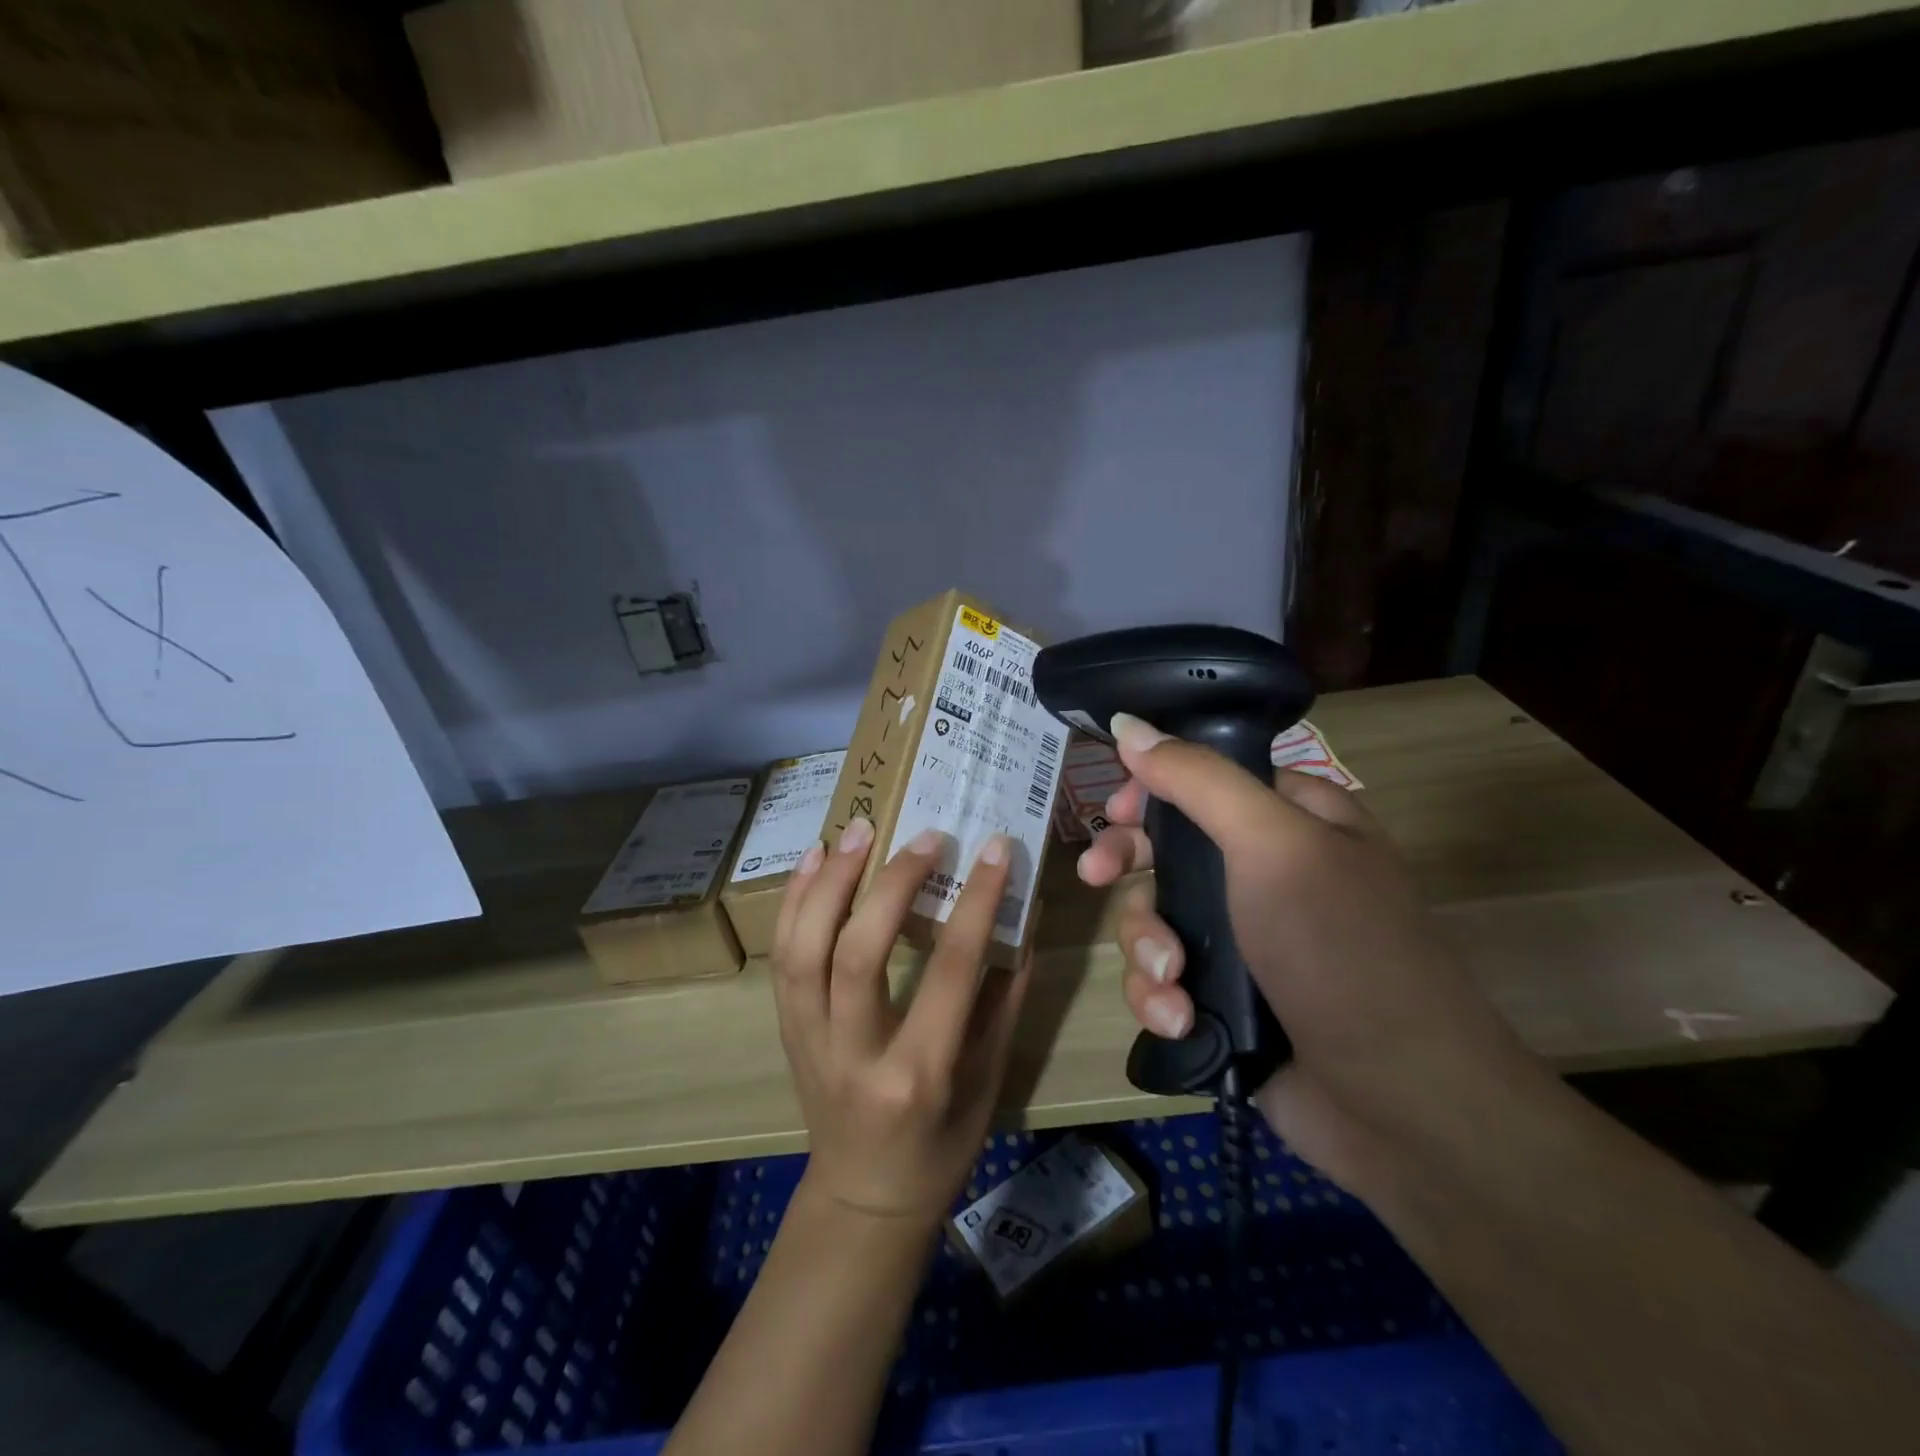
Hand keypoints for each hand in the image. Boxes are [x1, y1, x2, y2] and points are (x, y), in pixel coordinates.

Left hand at [771, 817, 1030, 1226]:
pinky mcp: (786, 1029)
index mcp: (919, 1074)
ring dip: (828, 881)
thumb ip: (1004, 998)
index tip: (995, 850)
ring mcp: (809, 1040)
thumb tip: (1021, 918)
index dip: (976, 903)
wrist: (864, 1197)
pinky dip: (794, 901)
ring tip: (858, 830)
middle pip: (859, 953)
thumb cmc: (941, 1146)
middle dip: (892, 884)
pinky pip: (782, 957)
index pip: (950, 971)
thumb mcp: (989, 1080)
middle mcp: (855, 1054)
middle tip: (925, 836)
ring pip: (804, 949)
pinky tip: (813, 858)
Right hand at [1079, 714, 1550, 1188]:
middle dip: (1128, 865)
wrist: (1399, 1102)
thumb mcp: (1272, 845)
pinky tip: (1180, 1020)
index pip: (1203, 778)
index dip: (1151, 789)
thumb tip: (1127, 725)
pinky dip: (1161, 998)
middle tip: (1095, 875)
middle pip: (1166, 846)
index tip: (1115, 810)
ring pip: (1154, 917)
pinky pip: (1162, 977)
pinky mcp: (1223, 997)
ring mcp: (1243, 938)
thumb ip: (1197, 780)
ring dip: (1147, 949)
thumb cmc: (1339, 949)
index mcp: (1293, 819)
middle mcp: (1265, 872)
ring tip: (1172, 983)